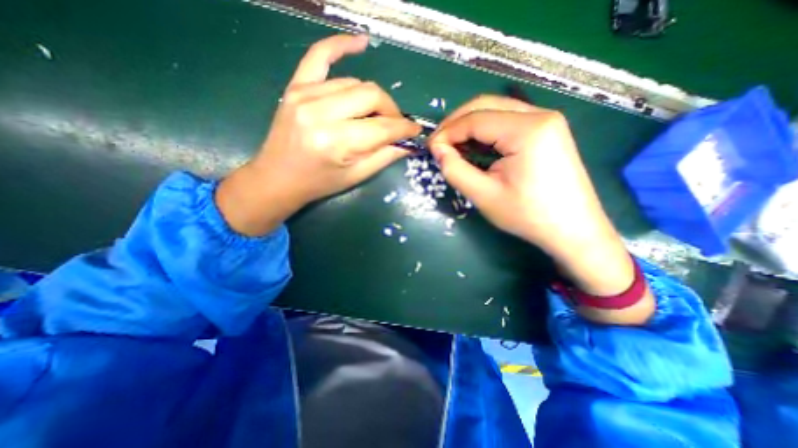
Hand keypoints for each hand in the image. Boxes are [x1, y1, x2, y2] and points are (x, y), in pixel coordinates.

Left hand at [214, 32, 419, 235]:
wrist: (278, 178)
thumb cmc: (319, 183)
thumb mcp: (355, 176)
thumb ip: (384, 157)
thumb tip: (409, 143)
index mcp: (336, 142)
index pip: (382, 127)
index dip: (404, 128)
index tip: (415, 130)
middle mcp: (320, 113)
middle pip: (371, 96)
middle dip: (392, 111)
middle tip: (395, 125)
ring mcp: (305, 94)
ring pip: (355, 83)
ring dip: (373, 98)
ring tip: (376, 115)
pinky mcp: (296, 87)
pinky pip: (319, 55)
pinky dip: (341, 45)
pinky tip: (361, 43)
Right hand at [428, 94, 650, 325]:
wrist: (573, 230)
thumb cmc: (528, 215)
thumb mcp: (484, 195)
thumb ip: (455, 169)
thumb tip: (437, 150)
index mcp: (527, 129)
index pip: (475, 119)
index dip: (447, 132)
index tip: (430, 149)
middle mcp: (540, 115)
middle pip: (486, 106)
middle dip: (456, 123)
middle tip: (439, 145)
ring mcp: (546, 121)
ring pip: (496, 111)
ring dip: (470, 127)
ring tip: (453, 148)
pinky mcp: (547, 131)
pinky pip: (508, 122)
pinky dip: (486, 132)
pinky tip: (475, 148)